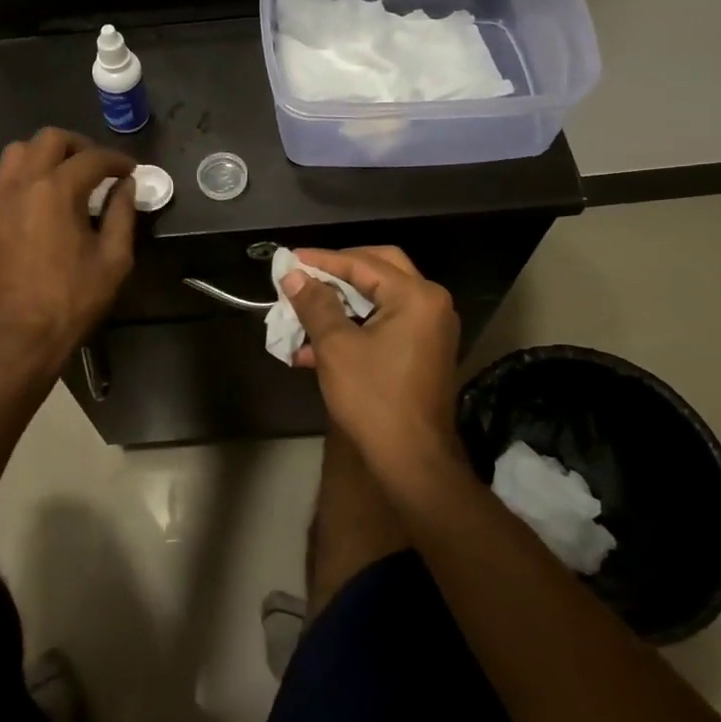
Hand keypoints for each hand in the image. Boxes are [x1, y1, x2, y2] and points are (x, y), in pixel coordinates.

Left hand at [0, 129, 136, 375]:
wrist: (16, 338)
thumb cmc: (71, 301)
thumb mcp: (114, 261)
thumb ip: (122, 215)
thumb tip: (126, 186)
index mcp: (57, 190)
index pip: (93, 158)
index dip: (117, 161)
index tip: (130, 172)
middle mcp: (21, 183)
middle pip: (50, 139)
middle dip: (79, 146)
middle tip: (96, 167)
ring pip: (16, 153)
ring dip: (43, 156)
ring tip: (60, 177)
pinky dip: (14, 179)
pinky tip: (27, 200)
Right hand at [283, 247, 464, 478]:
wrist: (412, 461)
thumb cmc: (374, 398)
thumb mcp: (336, 347)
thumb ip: (315, 304)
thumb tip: (294, 274)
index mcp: (416, 296)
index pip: (363, 263)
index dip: (322, 260)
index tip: (289, 260)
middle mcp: (430, 304)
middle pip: (378, 269)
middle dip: (338, 272)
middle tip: (305, 275)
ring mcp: (430, 328)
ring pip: (379, 299)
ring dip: (341, 304)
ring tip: (302, 315)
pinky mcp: (422, 351)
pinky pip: (384, 323)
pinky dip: (353, 327)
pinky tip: (315, 349)